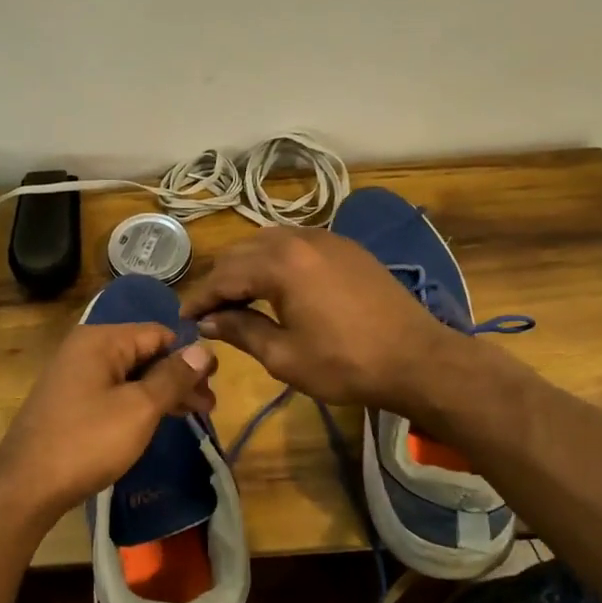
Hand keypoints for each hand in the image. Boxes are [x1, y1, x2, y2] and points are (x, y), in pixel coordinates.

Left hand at [0, 323, 216, 526]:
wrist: (26, 486)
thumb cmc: (87, 442)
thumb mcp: (139, 408)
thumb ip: (173, 377)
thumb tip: (203, 349)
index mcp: (101, 340)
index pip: (158, 333)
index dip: (189, 355)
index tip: (214, 383)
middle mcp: (86, 349)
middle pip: (145, 353)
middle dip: (179, 377)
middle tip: (209, 407)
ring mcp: (75, 375)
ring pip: (131, 375)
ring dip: (162, 392)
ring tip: (193, 415)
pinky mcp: (71, 401)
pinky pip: (114, 391)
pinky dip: (139, 403)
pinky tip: (158, 420)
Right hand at [180, 228, 467, 414]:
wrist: (416, 359)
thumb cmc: (345, 364)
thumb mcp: (283, 355)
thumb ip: (240, 330)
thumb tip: (209, 321)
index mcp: (280, 263)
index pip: (224, 276)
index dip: (200, 299)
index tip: (184, 319)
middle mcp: (300, 239)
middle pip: (243, 251)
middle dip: (221, 280)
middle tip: (208, 311)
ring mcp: (327, 239)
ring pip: (270, 241)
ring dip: (247, 266)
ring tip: (238, 297)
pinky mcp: (347, 248)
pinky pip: (297, 243)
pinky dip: (276, 260)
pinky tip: (276, 284)